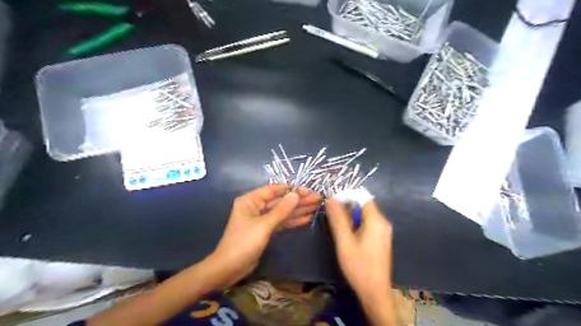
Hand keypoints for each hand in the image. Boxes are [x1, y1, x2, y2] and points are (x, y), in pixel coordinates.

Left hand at [207, 184, 321, 288]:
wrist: (229, 268)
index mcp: (251, 200)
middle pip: (280, 201)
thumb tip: (296, 194)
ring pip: (282, 212)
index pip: (273, 190)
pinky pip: (281, 222)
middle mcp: (256, 207)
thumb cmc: (244, 243)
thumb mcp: (264, 225)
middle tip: (317, 198)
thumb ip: (281, 210)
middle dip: (298, 200)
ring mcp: (261, 219)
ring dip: (298, 210)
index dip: (290, 189)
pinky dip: (292, 221)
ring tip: (316, 207)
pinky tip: (306, 219)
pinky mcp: (265, 230)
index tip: (306, 190)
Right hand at [325, 200, 391, 301]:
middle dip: (347, 206)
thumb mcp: (344, 241)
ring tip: (337, 225)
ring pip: (365, 215)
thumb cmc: (359, 266)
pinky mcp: (381, 239)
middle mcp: (383, 222)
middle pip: (364, 205)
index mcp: (376, 220)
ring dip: (350, 215)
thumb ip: (338, 219)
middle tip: (332, 215)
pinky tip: (347, 234)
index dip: (347, 195)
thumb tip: (330, 198)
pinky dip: (356, 223)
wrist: (375, 292)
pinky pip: (368, 223)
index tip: (332, 202)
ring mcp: (383, 231)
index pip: (362, 196)